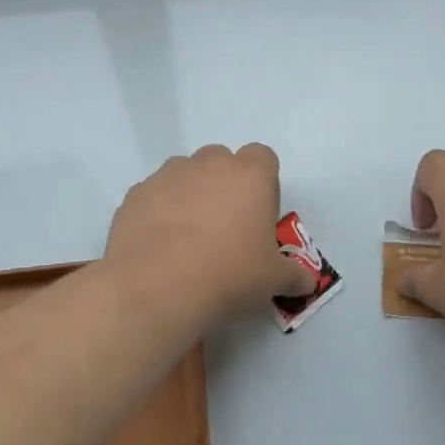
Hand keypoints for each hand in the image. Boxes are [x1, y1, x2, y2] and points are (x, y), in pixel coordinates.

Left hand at [104, 144, 316, 325]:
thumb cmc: (229, 274)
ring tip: (187, 237)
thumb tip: (308, 281)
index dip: (263, 182)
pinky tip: (158, 246)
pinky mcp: (136, 194)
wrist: (157, 286)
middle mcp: (208, 164)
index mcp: (249, 175)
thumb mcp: (273, 280)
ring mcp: (168, 175)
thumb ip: (294, 275)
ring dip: (189, 194)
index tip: (258, 214)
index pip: (263, 157)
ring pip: (184, 173)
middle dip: (224, 184)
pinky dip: (158, 212)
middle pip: (221, 160)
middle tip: (224, 227)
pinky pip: (153, 195)